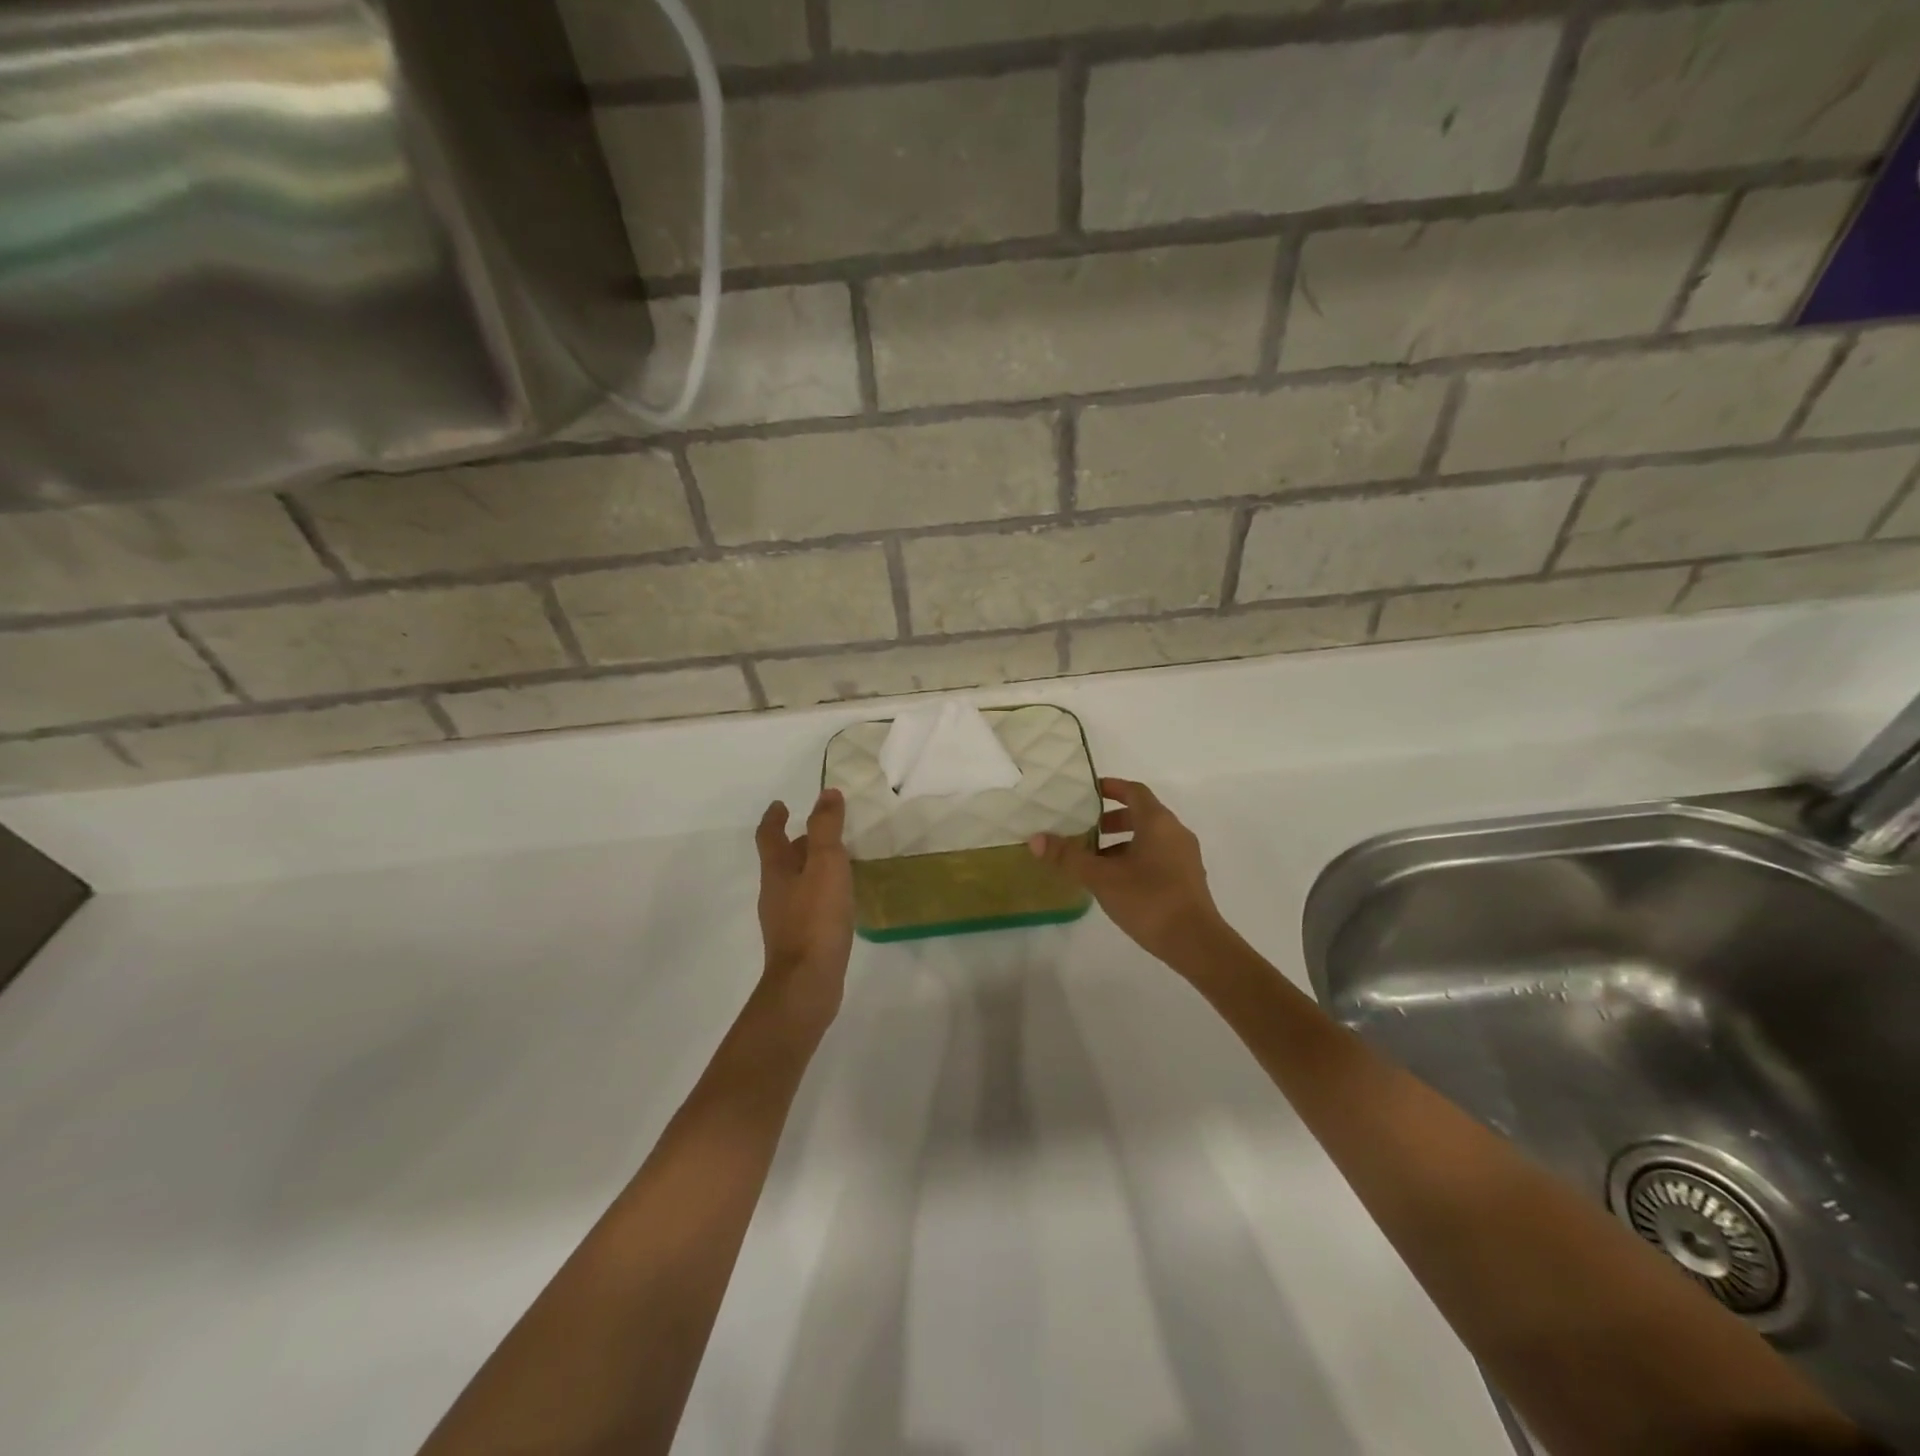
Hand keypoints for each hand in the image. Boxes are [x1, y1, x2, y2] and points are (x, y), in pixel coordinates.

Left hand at [755, 789, 855, 1032]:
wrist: (807, 983)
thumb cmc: (816, 918)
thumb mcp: (826, 864)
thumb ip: (826, 828)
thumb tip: (826, 793)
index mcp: (777, 871)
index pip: (769, 836)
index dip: (774, 818)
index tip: (781, 804)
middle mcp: (775, 893)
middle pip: (781, 861)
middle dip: (797, 843)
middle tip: (819, 831)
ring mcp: (785, 920)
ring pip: (796, 884)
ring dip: (810, 868)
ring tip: (836, 862)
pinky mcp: (799, 941)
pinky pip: (808, 906)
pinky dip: (820, 893)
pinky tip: (839, 900)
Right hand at [1029, 778, 1225, 969]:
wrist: (1195, 942)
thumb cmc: (1148, 899)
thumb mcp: (1101, 877)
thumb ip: (1068, 857)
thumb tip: (1036, 839)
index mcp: (1157, 822)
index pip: (1134, 791)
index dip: (1111, 788)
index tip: (1087, 794)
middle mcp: (1175, 832)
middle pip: (1142, 814)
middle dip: (1111, 819)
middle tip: (1085, 830)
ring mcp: (1185, 857)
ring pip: (1149, 838)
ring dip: (1122, 843)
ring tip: (1095, 861)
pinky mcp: (1187, 879)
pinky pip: (1158, 856)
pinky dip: (1136, 859)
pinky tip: (1117, 882)